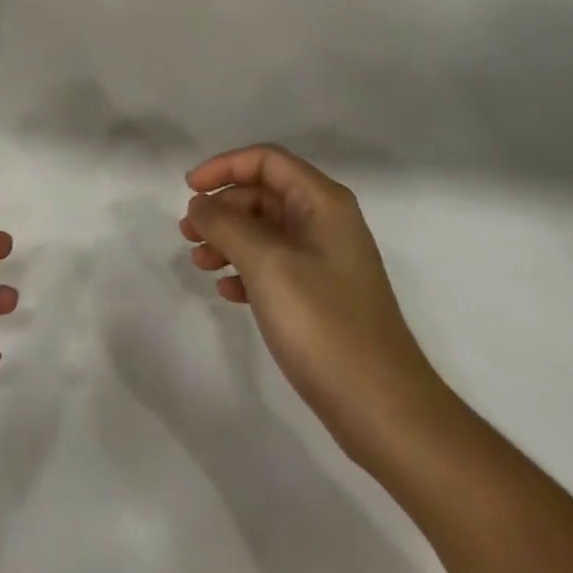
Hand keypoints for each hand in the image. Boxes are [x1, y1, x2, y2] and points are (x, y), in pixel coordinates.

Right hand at [181, 145, 447, 463]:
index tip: (189, 190)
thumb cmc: (324, 325)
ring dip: (229, 239)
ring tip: (199, 262)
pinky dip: (246, 269)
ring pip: (266, 231)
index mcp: (323, 202)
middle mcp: (327, 222)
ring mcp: (326, 261)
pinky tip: (227, 291)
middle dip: (223, 208)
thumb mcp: (267, 265)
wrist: (384, 411)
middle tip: (187, 233)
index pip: (266, 160)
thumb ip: (227, 225)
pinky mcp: (322, 296)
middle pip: (264, 194)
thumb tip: (200, 204)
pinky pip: (275, 265)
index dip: (224, 167)